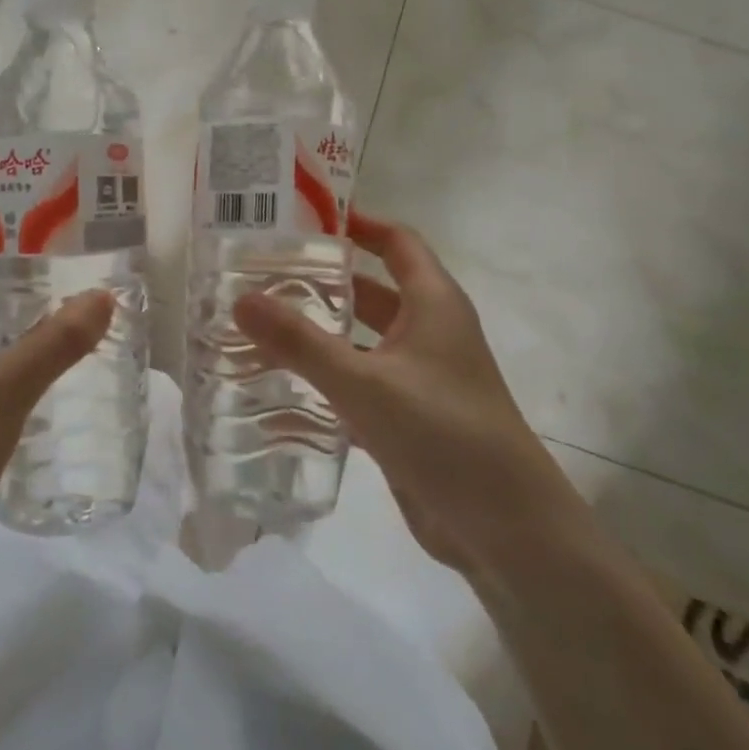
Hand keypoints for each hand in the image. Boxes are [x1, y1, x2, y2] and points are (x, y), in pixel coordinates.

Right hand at [233, 210, 571, 572]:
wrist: (507, 532)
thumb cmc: (445, 434)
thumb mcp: (365, 383)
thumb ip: (300, 342)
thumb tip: (240, 299)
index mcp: (433, 303)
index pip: (396, 241)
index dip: (357, 223)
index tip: (302, 218)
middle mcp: (428, 331)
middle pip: (370, 289)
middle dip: (321, 281)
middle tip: (261, 274)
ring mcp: (419, 377)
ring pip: (361, 340)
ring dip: (319, 334)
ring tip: (258, 327)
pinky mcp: (408, 419)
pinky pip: (359, 385)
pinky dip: (325, 382)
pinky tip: (277, 391)